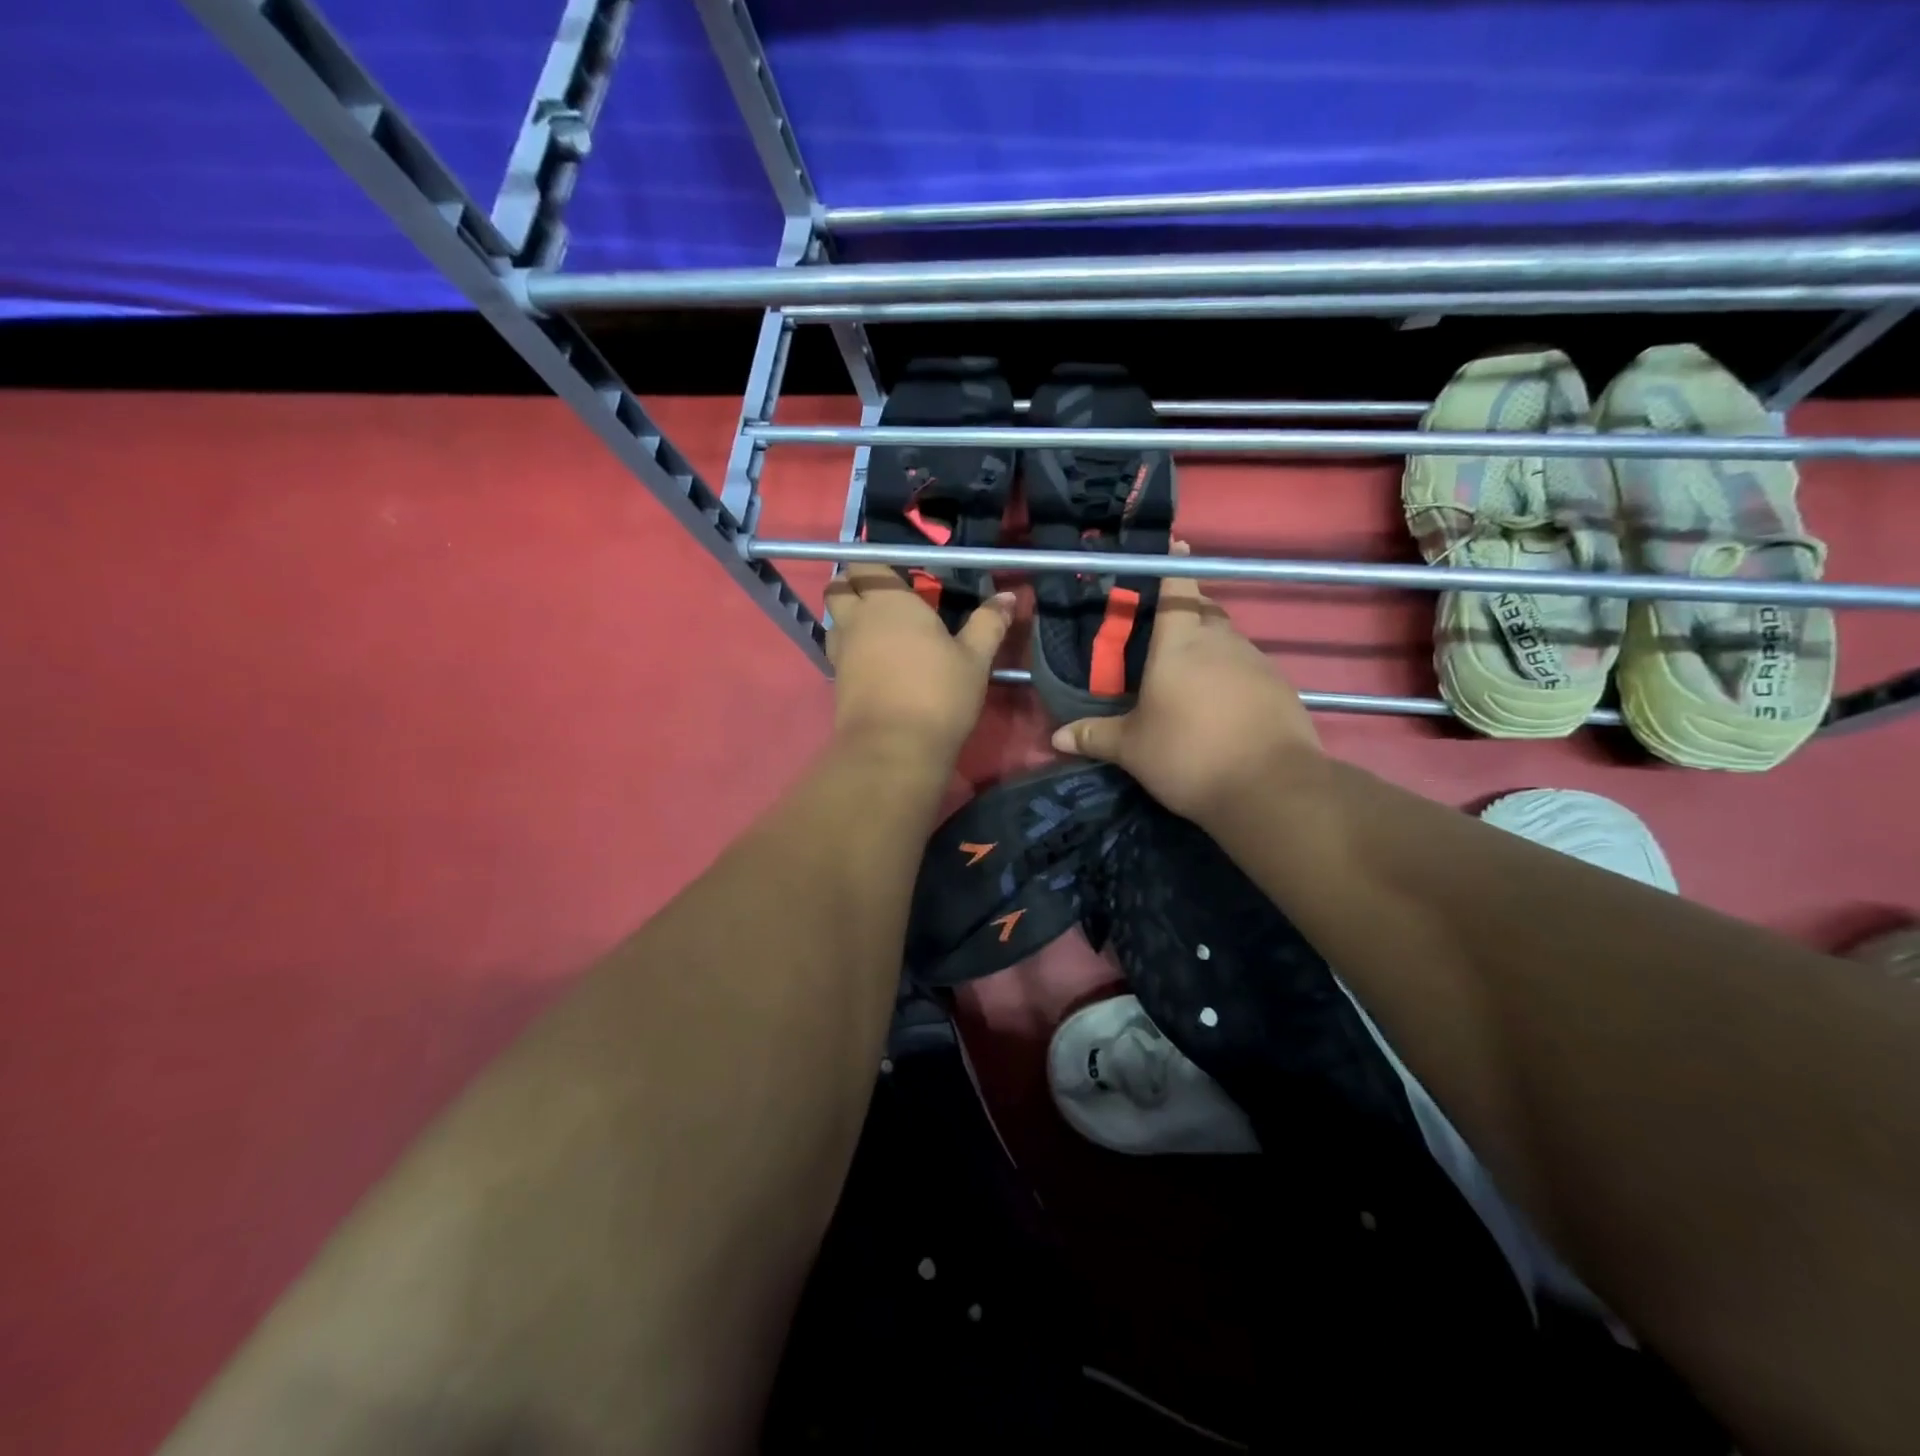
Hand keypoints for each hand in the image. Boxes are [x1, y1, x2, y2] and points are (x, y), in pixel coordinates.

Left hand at [826, 565, 1013, 761]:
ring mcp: (841, 651)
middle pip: (838, 587)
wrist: (895, 748)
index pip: (867, 563)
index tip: (903, 576)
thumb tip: (1009, 595)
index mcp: (888, 601)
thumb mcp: (974, 659)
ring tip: (881, 631)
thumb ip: (988, 623)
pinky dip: (852, 648)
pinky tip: (877, 663)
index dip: (880, 565)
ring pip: (835, 619)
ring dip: (850, 617)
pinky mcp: (836, 681)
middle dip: (854, 585)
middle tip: (885, 598)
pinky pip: (838, 651)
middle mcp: (857, 619)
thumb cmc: (938, 693)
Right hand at [1049, 545, 1320, 821]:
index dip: (1173, 566)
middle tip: (1166, 634)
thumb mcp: (1132, 749)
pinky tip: (1223, 706)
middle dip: (1188, 611)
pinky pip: (1250, 669)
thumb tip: (1056, 738)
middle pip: (1205, 611)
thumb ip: (1094, 736)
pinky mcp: (1281, 686)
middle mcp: (1220, 641)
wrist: (1269, 787)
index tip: (1174, 545)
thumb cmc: (1187, 754)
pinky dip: (1234, 676)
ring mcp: (1257, 661)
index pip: (1177, 589)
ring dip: (1211, 648)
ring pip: (1229, 641)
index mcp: (1179, 643)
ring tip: (1192, 678)